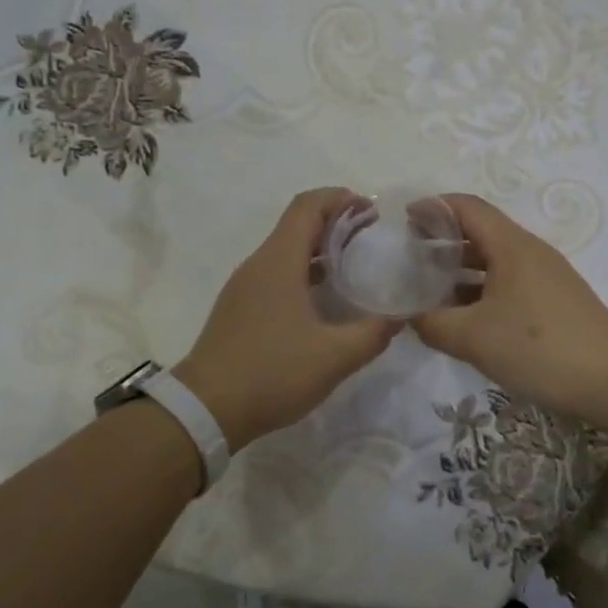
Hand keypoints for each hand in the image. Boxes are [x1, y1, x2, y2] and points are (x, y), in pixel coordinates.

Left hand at [175, 188, 399, 449]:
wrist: (206, 409)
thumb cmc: (272, 372)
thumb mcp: (334, 357)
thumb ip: (373, 333)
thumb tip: (401, 317)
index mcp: (279, 261)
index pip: (308, 206)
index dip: (340, 199)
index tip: (371, 209)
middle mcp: (258, 264)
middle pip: (297, 224)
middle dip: (335, 222)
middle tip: (371, 236)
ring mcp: (244, 286)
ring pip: (285, 250)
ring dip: (319, 248)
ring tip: (354, 264)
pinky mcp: (239, 308)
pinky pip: (275, 273)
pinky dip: (303, 271)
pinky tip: (324, 299)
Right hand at [410, 194, 607, 427]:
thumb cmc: (538, 347)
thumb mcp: (472, 337)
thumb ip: (432, 323)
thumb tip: (411, 317)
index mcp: (510, 245)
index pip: (467, 207)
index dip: (434, 207)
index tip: (405, 220)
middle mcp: (528, 252)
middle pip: (479, 231)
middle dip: (442, 239)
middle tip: (410, 258)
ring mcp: (544, 277)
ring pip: (493, 261)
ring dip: (459, 269)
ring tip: (428, 289)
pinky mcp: (552, 302)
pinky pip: (506, 283)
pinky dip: (479, 290)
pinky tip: (462, 317)